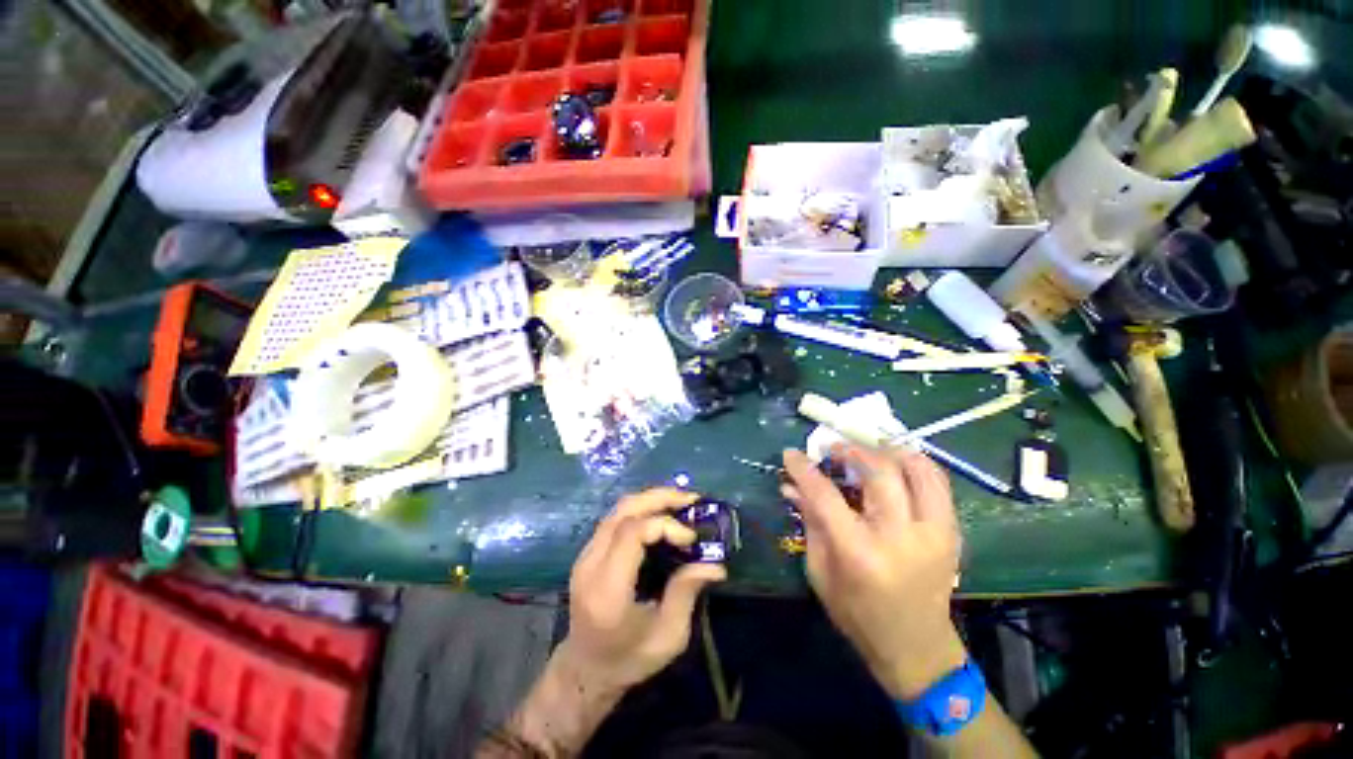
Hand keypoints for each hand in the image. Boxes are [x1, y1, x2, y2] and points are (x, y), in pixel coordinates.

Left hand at [558, 487, 726, 696]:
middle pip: (624, 510)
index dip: (664, 525)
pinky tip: (662, 513)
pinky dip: (642, 508)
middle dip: (660, 497)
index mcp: (608, 589)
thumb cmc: (628, 659)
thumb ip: (686, 593)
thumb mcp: (667, 637)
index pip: (632, 532)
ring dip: (652, 498)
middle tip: (692, 499)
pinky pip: (616, 517)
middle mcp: (591, 564)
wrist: (586, 670)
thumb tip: (716, 565)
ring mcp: (585, 554)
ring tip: (681, 502)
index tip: (691, 538)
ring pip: (619, 508)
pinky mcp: (588, 551)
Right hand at [783, 445, 966, 699]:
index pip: (826, 496)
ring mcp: (934, 533)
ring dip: (887, 451)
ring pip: (917, 469)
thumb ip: (809, 522)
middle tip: (831, 449)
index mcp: (860, 553)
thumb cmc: (858, 614)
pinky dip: (914, 463)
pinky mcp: (951, 532)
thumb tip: (791, 486)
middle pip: (879, 472)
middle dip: (850, 450)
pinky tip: (894, 463)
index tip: (791, 453)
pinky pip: (937, 482)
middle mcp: (901, 537)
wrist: (917, 648)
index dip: (804, 469)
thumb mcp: (820, 572)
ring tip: (865, 450)